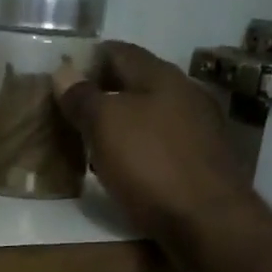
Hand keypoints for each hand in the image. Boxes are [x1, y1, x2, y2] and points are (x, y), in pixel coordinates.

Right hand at [53, 42, 256, 249]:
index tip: (63, 76)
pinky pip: (162, 142)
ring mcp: (199, 128)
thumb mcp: (105, 126)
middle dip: (105, 92)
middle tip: (72, 110)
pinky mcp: (203, 160)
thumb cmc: (151, 163)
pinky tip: (124, 166)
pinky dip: (139, 147)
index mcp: (161, 76)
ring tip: (92, 140)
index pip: (119, 51)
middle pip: (137, 82)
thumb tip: (63, 71)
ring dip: (122, 122)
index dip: (89, 59)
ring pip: (151, 113)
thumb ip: (82, 97)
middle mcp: (185, 93)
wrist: (208, 220)